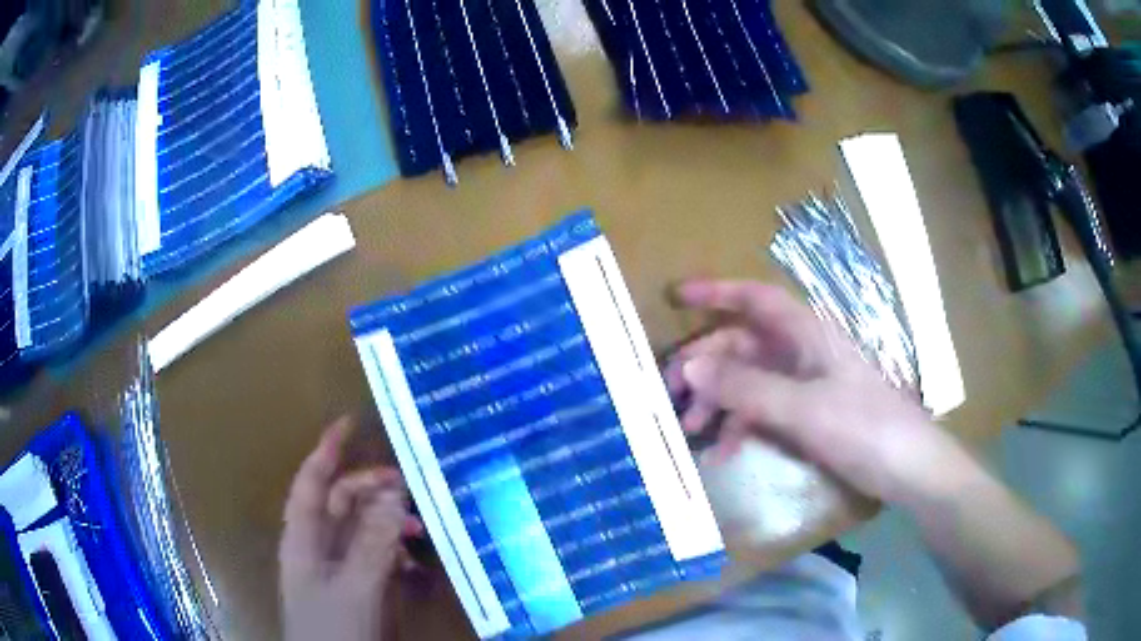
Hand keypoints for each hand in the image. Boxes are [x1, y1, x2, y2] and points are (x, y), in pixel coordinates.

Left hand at [279, 417, 422, 640]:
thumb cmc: (334, 628)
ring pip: (361, 529)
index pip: (312, 482)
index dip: (327, 450)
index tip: (350, 422)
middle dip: (372, 488)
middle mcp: (318, 545)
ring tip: (420, 528)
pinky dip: (393, 552)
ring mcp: (337, 567)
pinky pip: (374, 556)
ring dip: (388, 522)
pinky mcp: (355, 586)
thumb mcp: (355, 587)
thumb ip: (373, 544)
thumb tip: (395, 497)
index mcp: (304, 537)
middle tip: (409, 486)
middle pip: (342, 502)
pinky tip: (414, 562)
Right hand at [666, 279, 954, 502]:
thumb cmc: (863, 428)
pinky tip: (723, 453)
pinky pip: (764, 410)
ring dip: (719, 402)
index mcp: (807, 334)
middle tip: (670, 394)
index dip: (716, 291)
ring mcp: (806, 385)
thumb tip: (689, 369)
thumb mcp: (803, 409)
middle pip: (744, 344)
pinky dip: (741, 426)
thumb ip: (746, 389)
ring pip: (750, 380)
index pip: (755, 298)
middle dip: (706, 366)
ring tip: (692, 431)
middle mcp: (803, 352)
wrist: (908, 469)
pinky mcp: (810, 414)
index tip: (677, 297)